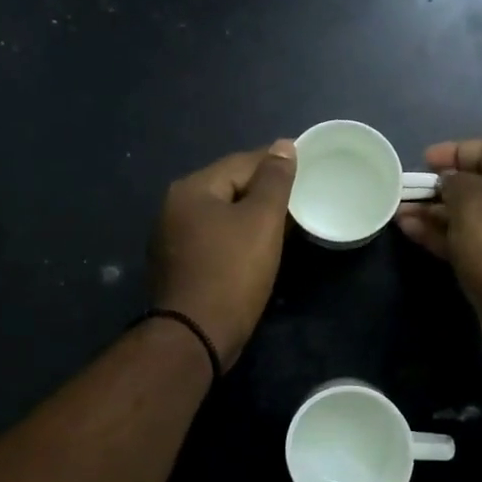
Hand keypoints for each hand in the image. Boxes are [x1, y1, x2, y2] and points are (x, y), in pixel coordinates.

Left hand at [150, 140, 297, 369]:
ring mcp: (173, 239)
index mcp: (191, 189)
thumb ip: (275, 180)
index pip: (242, 162)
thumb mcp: (261, 220)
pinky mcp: (180, 267)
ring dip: (253, 215)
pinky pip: (216, 240)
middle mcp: (175, 208)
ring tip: (287, 221)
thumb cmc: (232, 272)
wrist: (196, 336)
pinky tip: (260, 247)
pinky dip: (239, 238)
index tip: (307, 166)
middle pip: (230, 187)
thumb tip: (284, 145)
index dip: (276, 162)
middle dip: (265, 190)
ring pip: (223, 215)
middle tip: (302, 196)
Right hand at [397, 136, 481, 366]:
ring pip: (462, 214)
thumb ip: (454, 182)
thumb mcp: (472, 201)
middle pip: (473, 183)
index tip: (426, 159)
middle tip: (405, 187)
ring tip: (396, 210)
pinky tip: (407, 229)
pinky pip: (458, 239)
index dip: (457, 149)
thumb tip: (447, 182)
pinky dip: (434, 233)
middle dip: (437, 183)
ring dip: (430, 210)